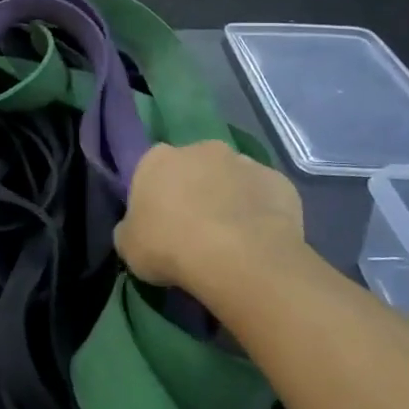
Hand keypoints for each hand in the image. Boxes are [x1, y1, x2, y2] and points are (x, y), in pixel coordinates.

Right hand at [116, 141, 307, 294]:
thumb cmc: (170, 247)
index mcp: (157, 159)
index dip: (157, 195)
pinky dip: (262, 212)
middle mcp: (201, 149)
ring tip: (232, 237)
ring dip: (230, 198)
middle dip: (196, 189)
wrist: (238, 259)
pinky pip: (266, 196)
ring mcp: (244, 162)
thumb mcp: (128, 247)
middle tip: (196, 228)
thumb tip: (136, 229)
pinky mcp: (280, 182)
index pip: (152, 169)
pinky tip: (260, 240)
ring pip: (233, 178)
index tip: (161, 222)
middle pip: (195, 167)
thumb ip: (129, 230)